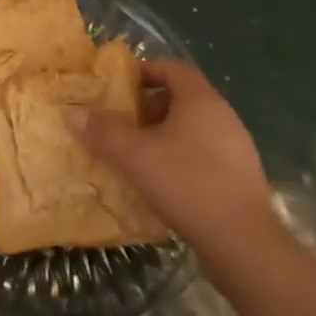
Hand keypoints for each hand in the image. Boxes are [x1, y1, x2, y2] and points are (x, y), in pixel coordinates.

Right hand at [68, 58, 272, 261]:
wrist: (245, 246)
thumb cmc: (187, 184)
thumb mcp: (135, 156)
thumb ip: (102, 131)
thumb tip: (71, 111)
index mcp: (201, 100)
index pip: (172, 68)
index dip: (144, 71)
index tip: (118, 86)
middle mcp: (223, 116)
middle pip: (181, 98)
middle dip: (148, 106)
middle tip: (121, 121)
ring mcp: (237, 149)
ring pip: (192, 128)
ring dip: (163, 134)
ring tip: (136, 153)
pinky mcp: (240, 179)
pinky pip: (204, 154)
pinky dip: (180, 158)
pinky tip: (162, 181)